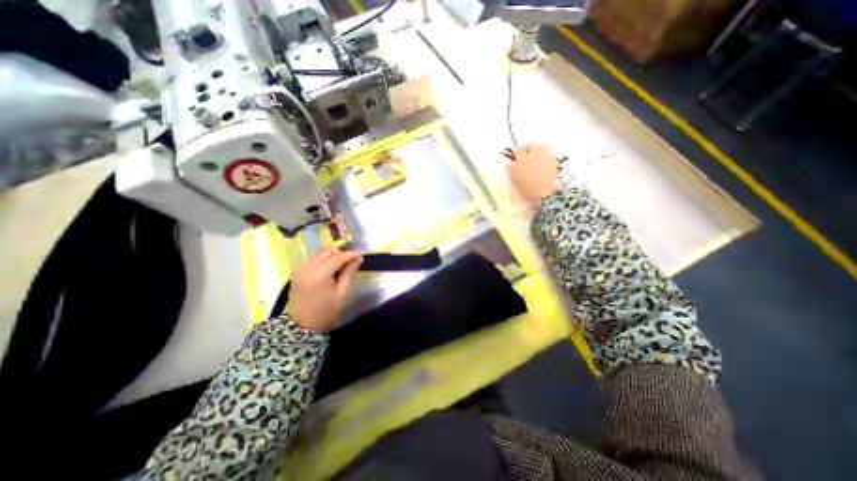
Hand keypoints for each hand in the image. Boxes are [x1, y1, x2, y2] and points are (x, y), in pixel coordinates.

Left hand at [288, 250, 360, 332]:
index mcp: (320, 274)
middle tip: (351, 261)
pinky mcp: (297, 271)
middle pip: (328, 252)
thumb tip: (358, 259)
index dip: (351, 255)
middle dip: (341, 253)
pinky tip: (329, 267)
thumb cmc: (325, 312)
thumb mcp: (341, 294)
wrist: (301, 326)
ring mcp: (300, 268)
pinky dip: (322, 259)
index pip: (338, 257)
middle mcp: (308, 267)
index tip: (361, 255)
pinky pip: (312, 258)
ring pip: (319, 253)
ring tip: (341, 263)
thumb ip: (349, 273)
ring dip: (331, 255)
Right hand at [503, 142, 559, 202]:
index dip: (517, 151)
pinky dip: (546, 154)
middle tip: (527, 155)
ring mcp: (545, 156)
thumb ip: (511, 170)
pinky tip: (545, 160)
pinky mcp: (553, 160)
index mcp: (522, 158)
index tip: (517, 155)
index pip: (519, 148)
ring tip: (537, 155)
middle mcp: (534, 154)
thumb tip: (508, 164)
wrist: (544, 192)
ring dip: (538, 148)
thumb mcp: (515, 180)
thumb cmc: (526, 187)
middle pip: (531, 144)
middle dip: (528, 148)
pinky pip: (549, 152)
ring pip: (542, 145)